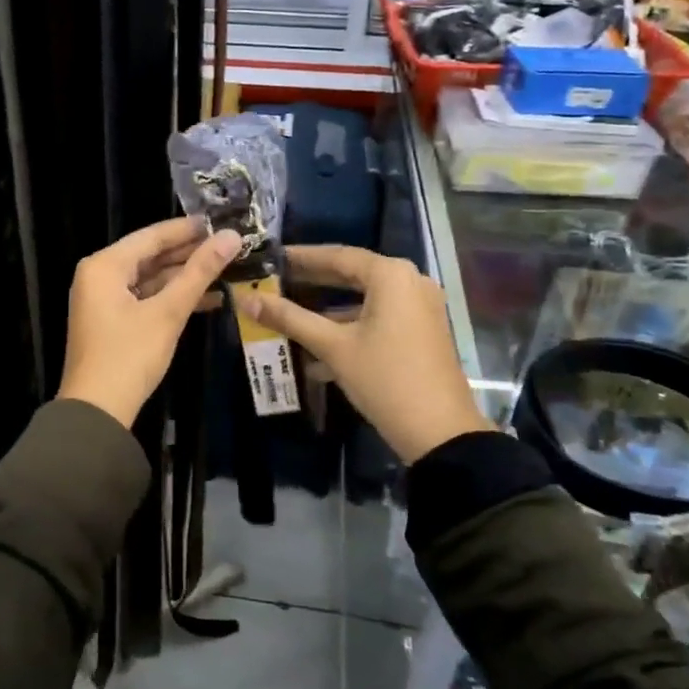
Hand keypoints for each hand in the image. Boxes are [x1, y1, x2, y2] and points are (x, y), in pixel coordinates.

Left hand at [58, 218, 242, 429]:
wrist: (97, 411)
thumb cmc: (129, 355)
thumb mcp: (168, 312)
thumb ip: (199, 273)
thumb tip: (232, 237)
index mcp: (104, 266)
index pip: (151, 236)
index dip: (187, 229)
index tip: (221, 221)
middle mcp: (99, 276)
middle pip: (150, 255)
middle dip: (189, 253)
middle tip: (228, 246)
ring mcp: (104, 300)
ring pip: (150, 278)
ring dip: (184, 278)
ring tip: (226, 270)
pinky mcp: (112, 321)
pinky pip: (145, 298)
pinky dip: (172, 298)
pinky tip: (208, 300)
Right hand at [237, 245, 490, 463]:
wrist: (441, 433)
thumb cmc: (385, 379)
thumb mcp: (333, 347)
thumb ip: (290, 319)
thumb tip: (247, 299)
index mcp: (391, 275)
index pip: (337, 255)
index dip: (301, 257)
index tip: (271, 258)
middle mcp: (410, 281)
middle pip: (352, 274)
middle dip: (312, 281)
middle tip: (275, 281)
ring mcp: (419, 307)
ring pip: (363, 299)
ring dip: (327, 308)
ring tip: (288, 313)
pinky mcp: (421, 331)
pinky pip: (378, 317)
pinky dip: (349, 325)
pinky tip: (316, 346)